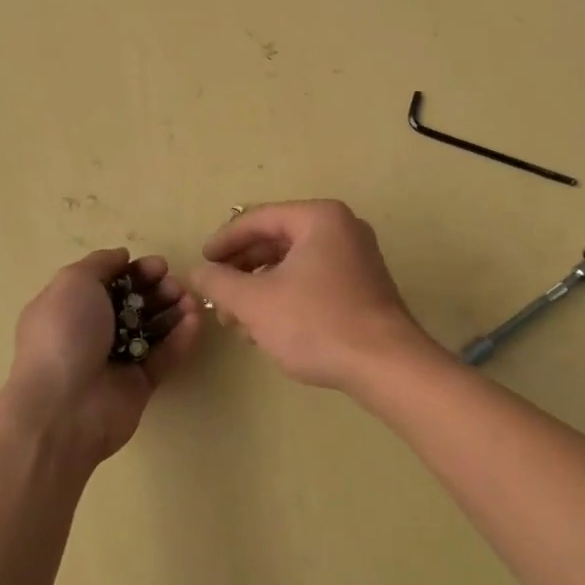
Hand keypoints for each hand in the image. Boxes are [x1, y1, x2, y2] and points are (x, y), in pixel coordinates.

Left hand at [0, 248, 202, 466]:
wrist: (63, 407)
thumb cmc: (64, 334)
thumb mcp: (73, 282)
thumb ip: (101, 264)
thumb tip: (122, 256)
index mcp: (70, 307)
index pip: (108, 282)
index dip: (135, 271)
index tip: (159, 266)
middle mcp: (92, 332)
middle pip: (133, 303)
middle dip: (157, 290)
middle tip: (175, 285)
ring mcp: (116, 360)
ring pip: (152, 329)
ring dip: (173, 310)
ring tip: (190, 301)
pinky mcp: (139, 385)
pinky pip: (164, 356)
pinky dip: (180, 338)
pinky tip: (194, 321)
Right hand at [187, 200, 441, 392]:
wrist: (386, 366)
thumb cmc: (317, 323)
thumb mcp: (256, 302)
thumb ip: (220, 282)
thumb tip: (198, 272)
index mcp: (319, 218)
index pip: (258, 219)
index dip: (224, 241)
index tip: (202, 264)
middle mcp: (341, 229)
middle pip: (276, 240)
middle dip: (242, 270)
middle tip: (217, 296)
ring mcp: (356, 258)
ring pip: (293, 264)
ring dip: (260, 289)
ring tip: (236, 321)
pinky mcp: (362, 287)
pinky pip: (312, 281)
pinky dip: (285, 297)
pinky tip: (265, 329)